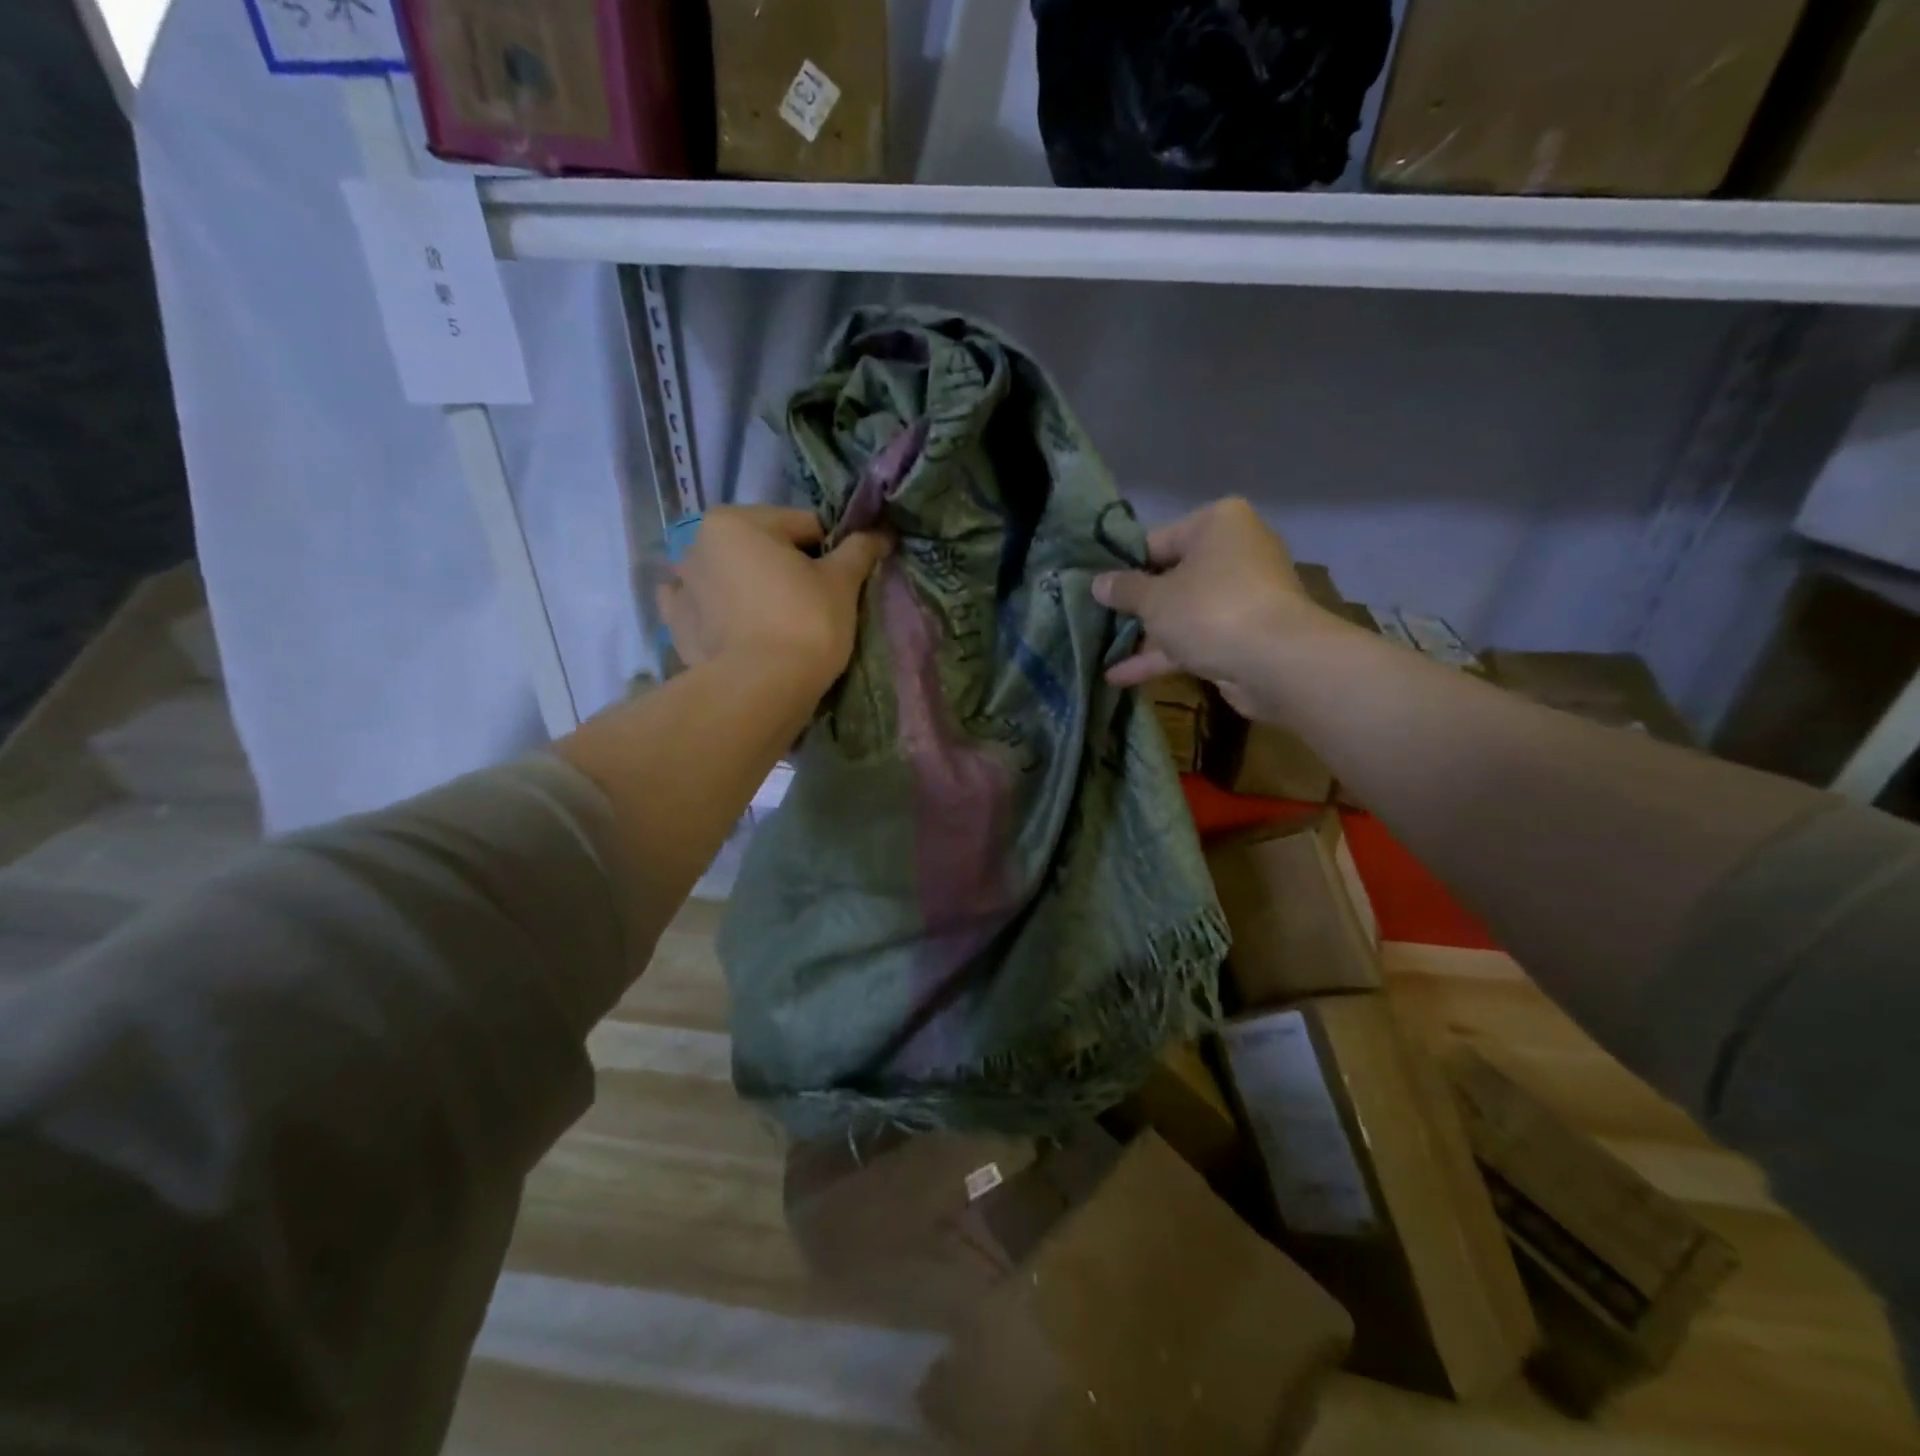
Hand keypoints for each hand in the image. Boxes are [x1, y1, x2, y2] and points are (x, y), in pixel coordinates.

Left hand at [659, 506, 889, 695]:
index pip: (801, 525)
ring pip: (733, 578)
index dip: (830, 551)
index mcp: (736, 521)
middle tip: (814, 605)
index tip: (843, 581)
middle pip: (762, 549)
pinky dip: (720, 613)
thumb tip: (881, 533)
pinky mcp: (677, 627)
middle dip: (787, 569)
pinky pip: (705, 609)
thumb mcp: (842, 583)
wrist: (761, 690)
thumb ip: (858, 551)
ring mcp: (682, 587)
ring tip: (776, 622)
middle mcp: (698, 544)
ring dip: (751, 588)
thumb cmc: (805, 623)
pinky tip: (738, 629)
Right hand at [1093, 498, 1335, 720]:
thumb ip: (1123, 590)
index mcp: (1216, 525)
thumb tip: (1097, 583)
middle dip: (1135, 606)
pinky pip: (1194, 639)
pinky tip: (1120, 676)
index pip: (1157, 540)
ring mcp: (1242, 596)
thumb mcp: (1154, 598)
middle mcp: (1234, 552)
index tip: (1097, 589)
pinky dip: (1163, 655)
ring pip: (1182, 613)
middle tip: (1095, 620)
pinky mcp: (1243, 635)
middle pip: (1170, 578)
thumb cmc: (1209, 610)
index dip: (1123, 567)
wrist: (1276, 662)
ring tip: (1100, 652)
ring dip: (1144, 636)